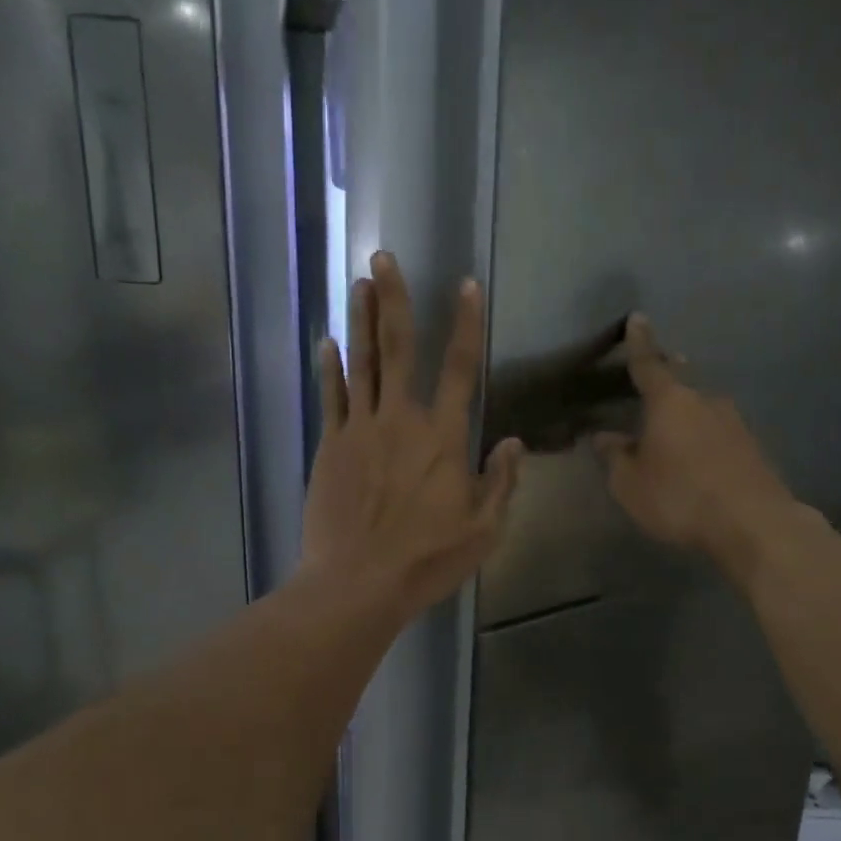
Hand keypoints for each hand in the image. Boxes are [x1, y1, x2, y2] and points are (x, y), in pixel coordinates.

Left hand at [303, 252, 523, 620]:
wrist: (358, 582)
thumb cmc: (426, 560)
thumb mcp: (483, 530)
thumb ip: (501, 482)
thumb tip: (514, 442)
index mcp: (444, 438)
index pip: (462, 368)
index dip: (466, 324)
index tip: (466, 284)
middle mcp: (401, 420)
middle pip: (400, 349)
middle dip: (395, 300)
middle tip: (384, 257)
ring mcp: (360, 430)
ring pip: (362, 363)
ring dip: (361, 320)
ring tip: (358, 282)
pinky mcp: (330, 447)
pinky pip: (331, 397)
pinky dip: (329, 367)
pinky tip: (327, 341)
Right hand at [594, 314, 801, 579]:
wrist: (753, 523)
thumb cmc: (680, 497)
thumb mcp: (630, 484)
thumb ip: (615, 457)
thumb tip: (605, 436)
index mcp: (670, 402)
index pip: (648, 364)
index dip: (639, 343)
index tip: (637, 318)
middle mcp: (704, 401)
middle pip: (681, 382)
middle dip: (668, 375)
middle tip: (657, 370)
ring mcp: (734, 422)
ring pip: (702, 409)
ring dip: (686, 413)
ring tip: (672, 429)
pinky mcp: (751, 447)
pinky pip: (718, 433)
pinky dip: (703, 438)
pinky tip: (697, 457)